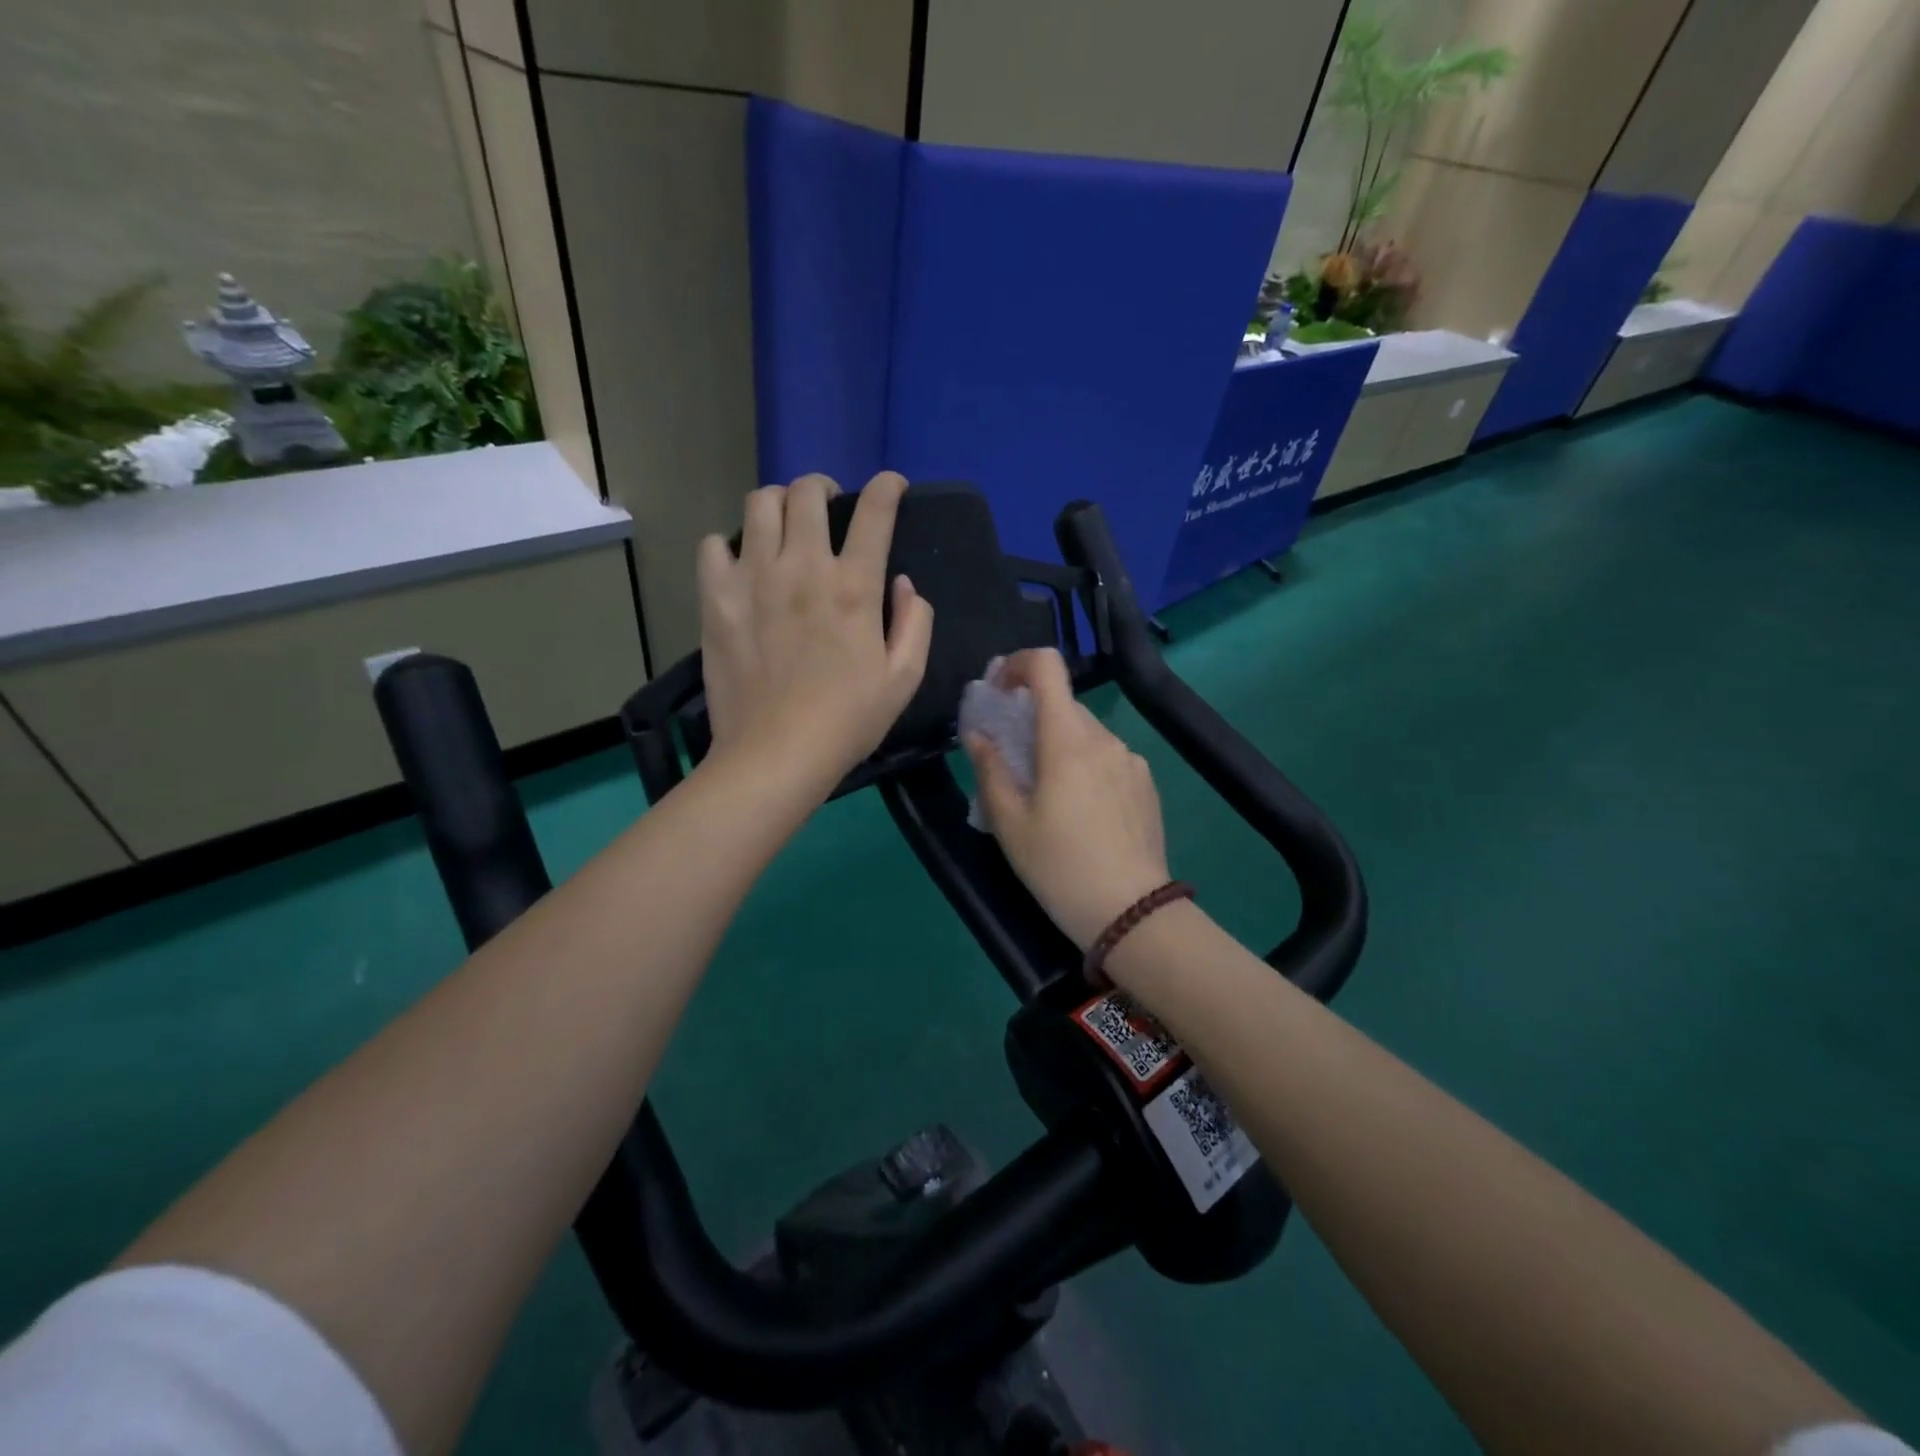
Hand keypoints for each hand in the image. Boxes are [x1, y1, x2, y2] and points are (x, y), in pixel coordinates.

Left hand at [699, 472, 932, 792]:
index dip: (887, 487)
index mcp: (854, 586)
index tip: (891, 486)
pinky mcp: (715, 598)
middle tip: (828, 505)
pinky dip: (729, 545)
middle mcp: (802, 567)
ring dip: (778, 504)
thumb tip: (903, 584)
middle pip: (808, 492)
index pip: (875, 511)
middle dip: (824, 487)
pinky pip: (713, 545)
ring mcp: (753, 578)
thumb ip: (915, 623)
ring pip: (759, 504)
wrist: (776, 753)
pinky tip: (741, 565)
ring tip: (783, 524)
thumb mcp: (905, 679)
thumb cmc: (848, 720)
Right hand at [964, 649, 1172, 949]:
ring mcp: (1131, 759)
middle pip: (1063, 705)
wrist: (1131, 912)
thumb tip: (977, 734)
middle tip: (1012, 760)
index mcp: (1067, 740)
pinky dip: (1086, 766)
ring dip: (1060, 746)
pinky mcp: (1147, 783)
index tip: (998, 692)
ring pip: (1086, 734)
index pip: (1047, 667)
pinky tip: (1082, 812)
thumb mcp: (1009, 824)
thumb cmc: (1059, 867)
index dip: (1017, 664)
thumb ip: (989, 769)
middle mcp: (1104, 738)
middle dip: (1032, 719)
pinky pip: (1108, 758)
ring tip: (1047, 796)